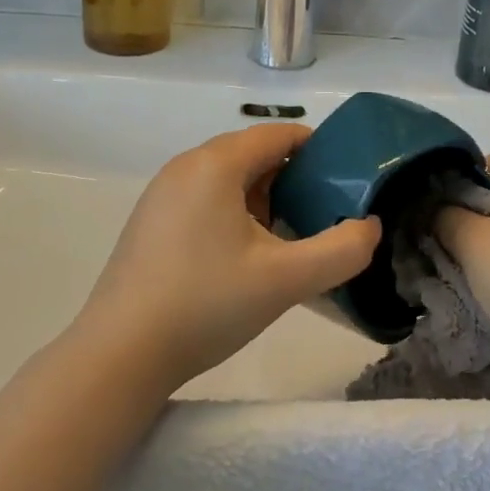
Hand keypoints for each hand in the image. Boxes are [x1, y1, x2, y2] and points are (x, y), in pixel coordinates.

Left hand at [72, 124, 382, 393]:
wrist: (119, 356)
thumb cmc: (205, 304)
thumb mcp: (286, 279)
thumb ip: (342, 250)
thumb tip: (370, 227)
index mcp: (215, 164)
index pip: (277, 134)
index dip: (317, 148)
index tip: (347, 176)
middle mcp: (184, 167)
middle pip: (252, 154)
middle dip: (293, 176)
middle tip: (324, 212)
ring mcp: (161, 195)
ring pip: (227, 179)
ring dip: (264, 197)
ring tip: (290, 235)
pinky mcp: (150, 223)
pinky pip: (204, 200)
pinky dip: (234, 213)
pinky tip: (246, 256)